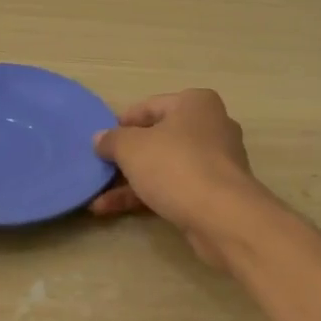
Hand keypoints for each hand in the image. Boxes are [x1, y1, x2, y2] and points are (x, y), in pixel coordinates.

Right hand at [90, 89, 264, 269]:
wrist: (222, 217)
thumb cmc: (176, 166)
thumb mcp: (131, 148)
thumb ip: (112, 140)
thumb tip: (100, 139)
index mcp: (196, 104)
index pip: (150, 106)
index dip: (122, 123)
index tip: (100, 141)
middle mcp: (210, 127)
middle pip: (158, 138)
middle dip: (126, 157)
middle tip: (100, 169)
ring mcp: (215, 162)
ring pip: (164, 167)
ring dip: (130, 182)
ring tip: (98, 199)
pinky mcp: (215, 193)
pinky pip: (174, 188)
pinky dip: (146, 196)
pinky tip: (113, 210)